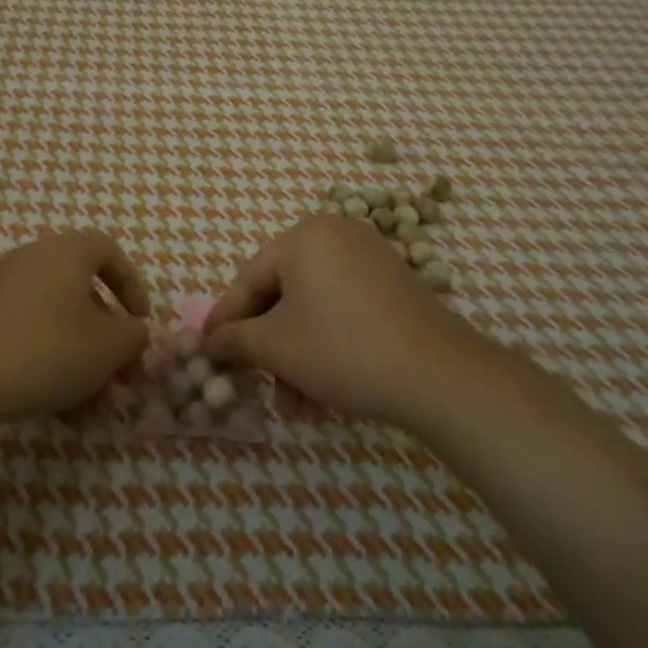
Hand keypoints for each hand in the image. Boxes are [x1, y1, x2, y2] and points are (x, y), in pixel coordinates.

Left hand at [0, 230, 150, 426]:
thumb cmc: (47, 349)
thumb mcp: (108, 347)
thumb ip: (133, 336)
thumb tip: (133, 331)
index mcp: (65, 252)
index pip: (108, 251)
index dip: (132, 285)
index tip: (140, 322)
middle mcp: (32, 260)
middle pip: (81, 292)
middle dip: (104, 336)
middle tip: (116, 372)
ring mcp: (1, 289)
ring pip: (55, 321)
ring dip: (78, 358)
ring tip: (88, 405)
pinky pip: (27, 335)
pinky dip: (47, 363)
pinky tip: (55, 408)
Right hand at [203, 215, 464, 428]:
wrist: (440, 375)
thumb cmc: (343, 349)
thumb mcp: (277, 347)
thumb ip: (234, 340)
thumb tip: (209, 342)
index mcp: (304, 236)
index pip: (249, 279)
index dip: (225, 320)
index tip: (207, 352)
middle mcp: (336, 237)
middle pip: (282, 296)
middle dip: (269, 351)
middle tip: (256, 388)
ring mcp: (369, 260)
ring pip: (313, 311)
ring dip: (297, 360)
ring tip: (297, 411)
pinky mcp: (393, 288)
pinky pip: (343, 313)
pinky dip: (327, 349)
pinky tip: (324, 398)